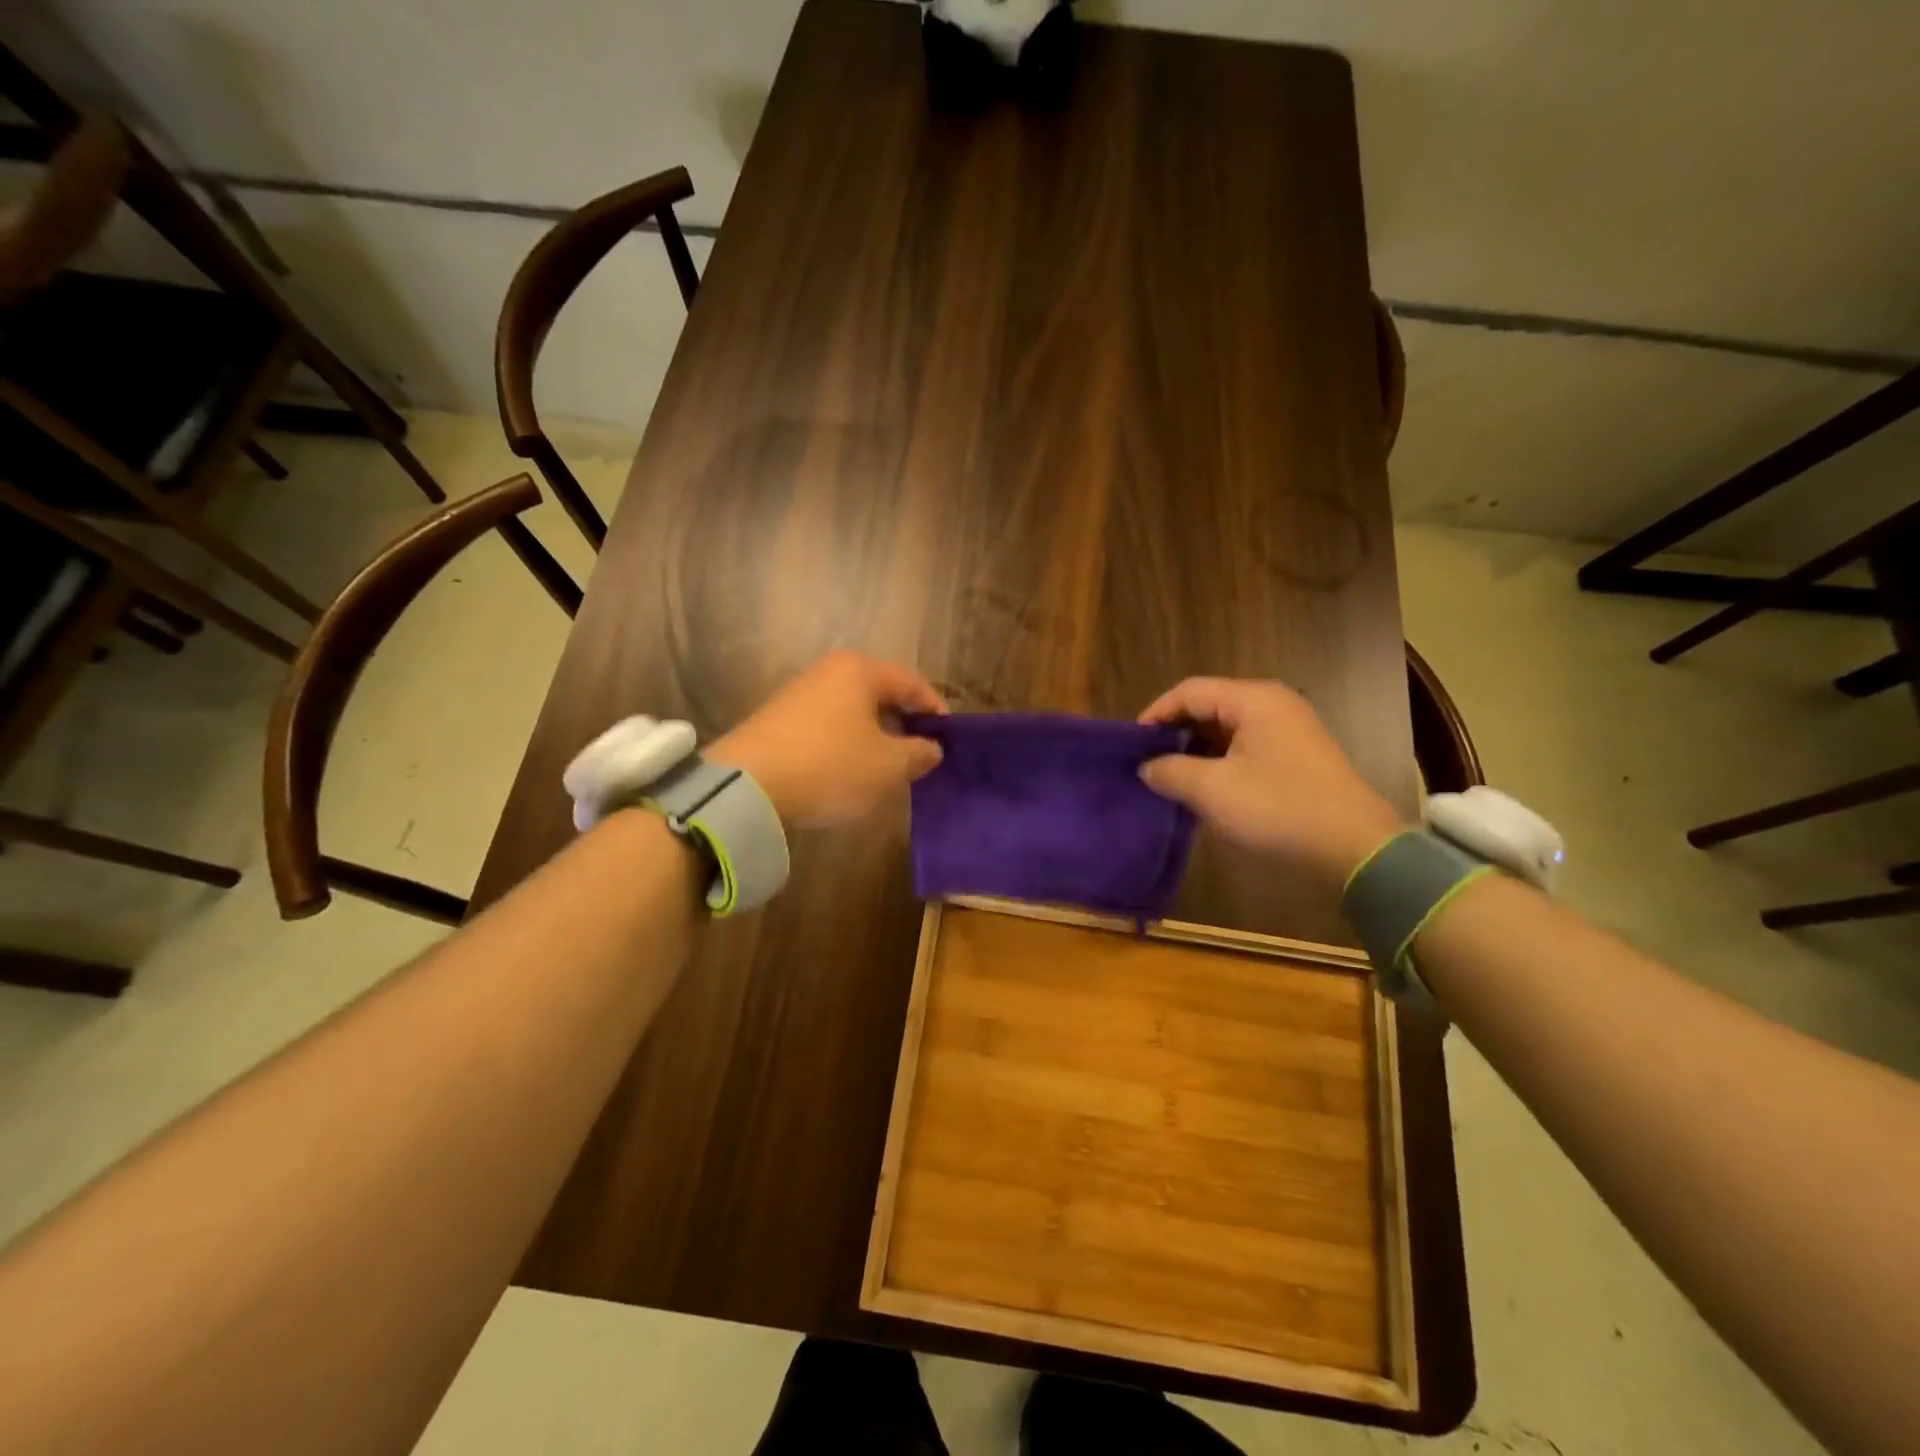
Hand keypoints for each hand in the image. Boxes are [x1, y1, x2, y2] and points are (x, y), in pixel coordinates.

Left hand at [710, 651, 947, 827]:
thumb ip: (918, 753)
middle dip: (904, 722)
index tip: (949, 739)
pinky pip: (829, 725)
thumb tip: (932, 748)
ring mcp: (800, 693)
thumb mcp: (888, 766)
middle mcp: (829, 671)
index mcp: (861, 670)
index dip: (936, 711)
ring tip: (888, 766)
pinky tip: (849, 769)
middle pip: (881, 693)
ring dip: (875, 735)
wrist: (747, 786)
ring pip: (854, 710)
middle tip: (921, 754)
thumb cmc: (830, 767)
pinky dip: (847, 742)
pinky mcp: (779, 719)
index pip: (912, 683)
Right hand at [1138, 678, 1406, 884]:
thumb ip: (1170, 771)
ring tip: (1168, 778)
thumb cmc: (1278, 809)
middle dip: (1173, 732)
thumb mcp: (1212, 790)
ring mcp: (1288, 731)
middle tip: (1146, 763)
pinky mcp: (1296, 758)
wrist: (1356, 850)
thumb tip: (1147, 766)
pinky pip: (1245, 748)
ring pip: (1226, 729)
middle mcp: (1272, 705)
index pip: (1188, 691)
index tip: (1131, 746)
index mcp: (1253, 700)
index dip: (1154, 714)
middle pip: (1207, 706)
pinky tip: (1203, 789)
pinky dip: (1218, 762)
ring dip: (1195, 751)